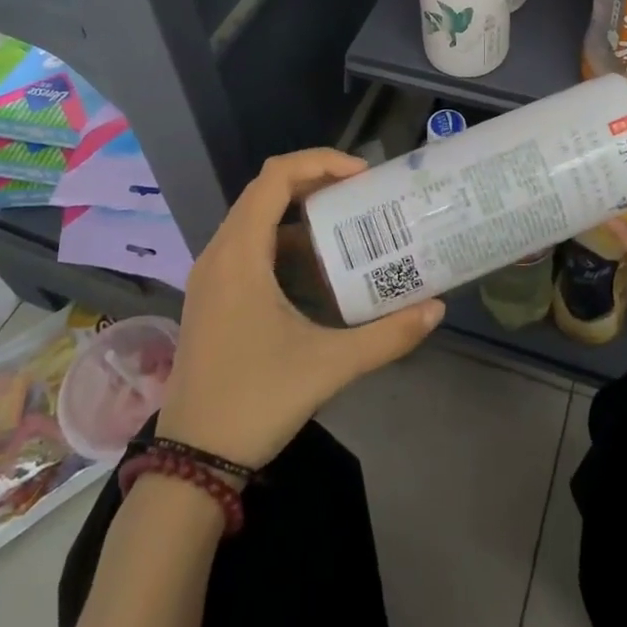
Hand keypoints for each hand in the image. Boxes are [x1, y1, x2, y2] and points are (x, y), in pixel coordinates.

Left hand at [156, 148, 444, 468]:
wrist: (190, 464)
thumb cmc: (255, 402)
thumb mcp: (328, 366)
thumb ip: (386, 336)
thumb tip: (436, 309)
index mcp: (240, 254)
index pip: (276, 176)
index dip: (320, 162)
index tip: (362, 175)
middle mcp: (219, 253)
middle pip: (266, 190)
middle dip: (316, 182)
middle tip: (362, 193)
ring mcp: (211, 276)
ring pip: (256, 218)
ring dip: (300, 212)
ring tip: (347, 225)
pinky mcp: (212, 296)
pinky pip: (249, 245)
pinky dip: (284, 240)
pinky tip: (316, 269)